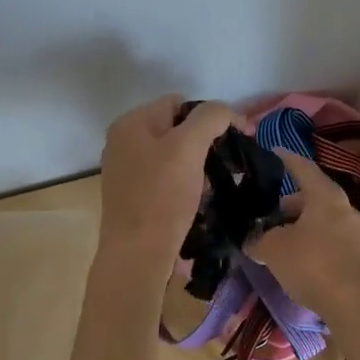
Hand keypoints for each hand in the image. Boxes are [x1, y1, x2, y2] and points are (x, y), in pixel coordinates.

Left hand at [96, 95, 236, 270]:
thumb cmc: (162, 197)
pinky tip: (197, 201)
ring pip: (173, 155)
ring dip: (197, 167)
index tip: (236, 139)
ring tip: (213, 186)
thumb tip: (227, 113)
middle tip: (225, 166)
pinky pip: (165, 179)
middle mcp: (122, 141)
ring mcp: (125, 170)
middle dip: (203, 144)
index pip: (180, 103)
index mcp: (130, 123)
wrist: (137, 256)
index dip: (210, 116)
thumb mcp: (189, 147)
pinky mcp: (133, 196)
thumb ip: (210, 118)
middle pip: (176, 129)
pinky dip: (184, 185)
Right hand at [245, 149, 359, 319]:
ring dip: (302, 225)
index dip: (286, 159)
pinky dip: (314, 242)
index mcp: (326, 196)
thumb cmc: (313, 264)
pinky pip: (331, 240)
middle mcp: (345, 208)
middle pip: (314, 196)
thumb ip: (259, 240)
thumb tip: (251, 240)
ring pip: (323, 220)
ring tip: (280, 240)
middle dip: (290, 203)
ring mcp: (356, 233)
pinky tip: (299, 259)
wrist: (356, 305)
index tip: (273, 152)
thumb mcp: (274, 250)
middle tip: (269, 212)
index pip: (303, 168)